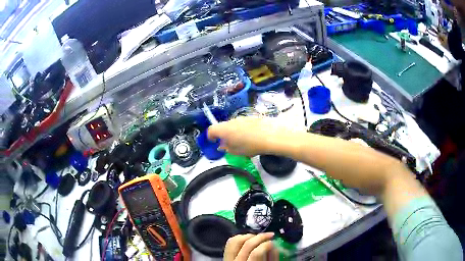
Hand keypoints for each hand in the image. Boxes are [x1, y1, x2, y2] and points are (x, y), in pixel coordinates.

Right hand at [207, 117, 291, 156]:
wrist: (270, 135)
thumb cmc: (250, 146)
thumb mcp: (236, 152)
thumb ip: (226, 148)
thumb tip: (222, 145)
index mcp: (224, 129)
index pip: (211, 130)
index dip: (210, 136)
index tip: (213, 142)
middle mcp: (231, 121)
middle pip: (222, 126)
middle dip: (223, 135)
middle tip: (228, 144)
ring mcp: (241, 118)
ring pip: (233, 125)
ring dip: (233, 132)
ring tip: (241, 142)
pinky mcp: (251, 117)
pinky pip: (242, 123)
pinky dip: (242, 129)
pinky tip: (251, 137)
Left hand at [224, 233, 278, 260]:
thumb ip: (272, 258)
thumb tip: (273, 244)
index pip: (256, 253)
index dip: (266, 245)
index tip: (273, 242)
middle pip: (247, 244)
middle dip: (260, 237)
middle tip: (270, 235)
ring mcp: (228, 259)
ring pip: (236, 240)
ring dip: (249, 236)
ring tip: (258, 237)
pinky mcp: (225, 257)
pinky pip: (230, 243)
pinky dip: (239, 238)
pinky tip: (248, 239)